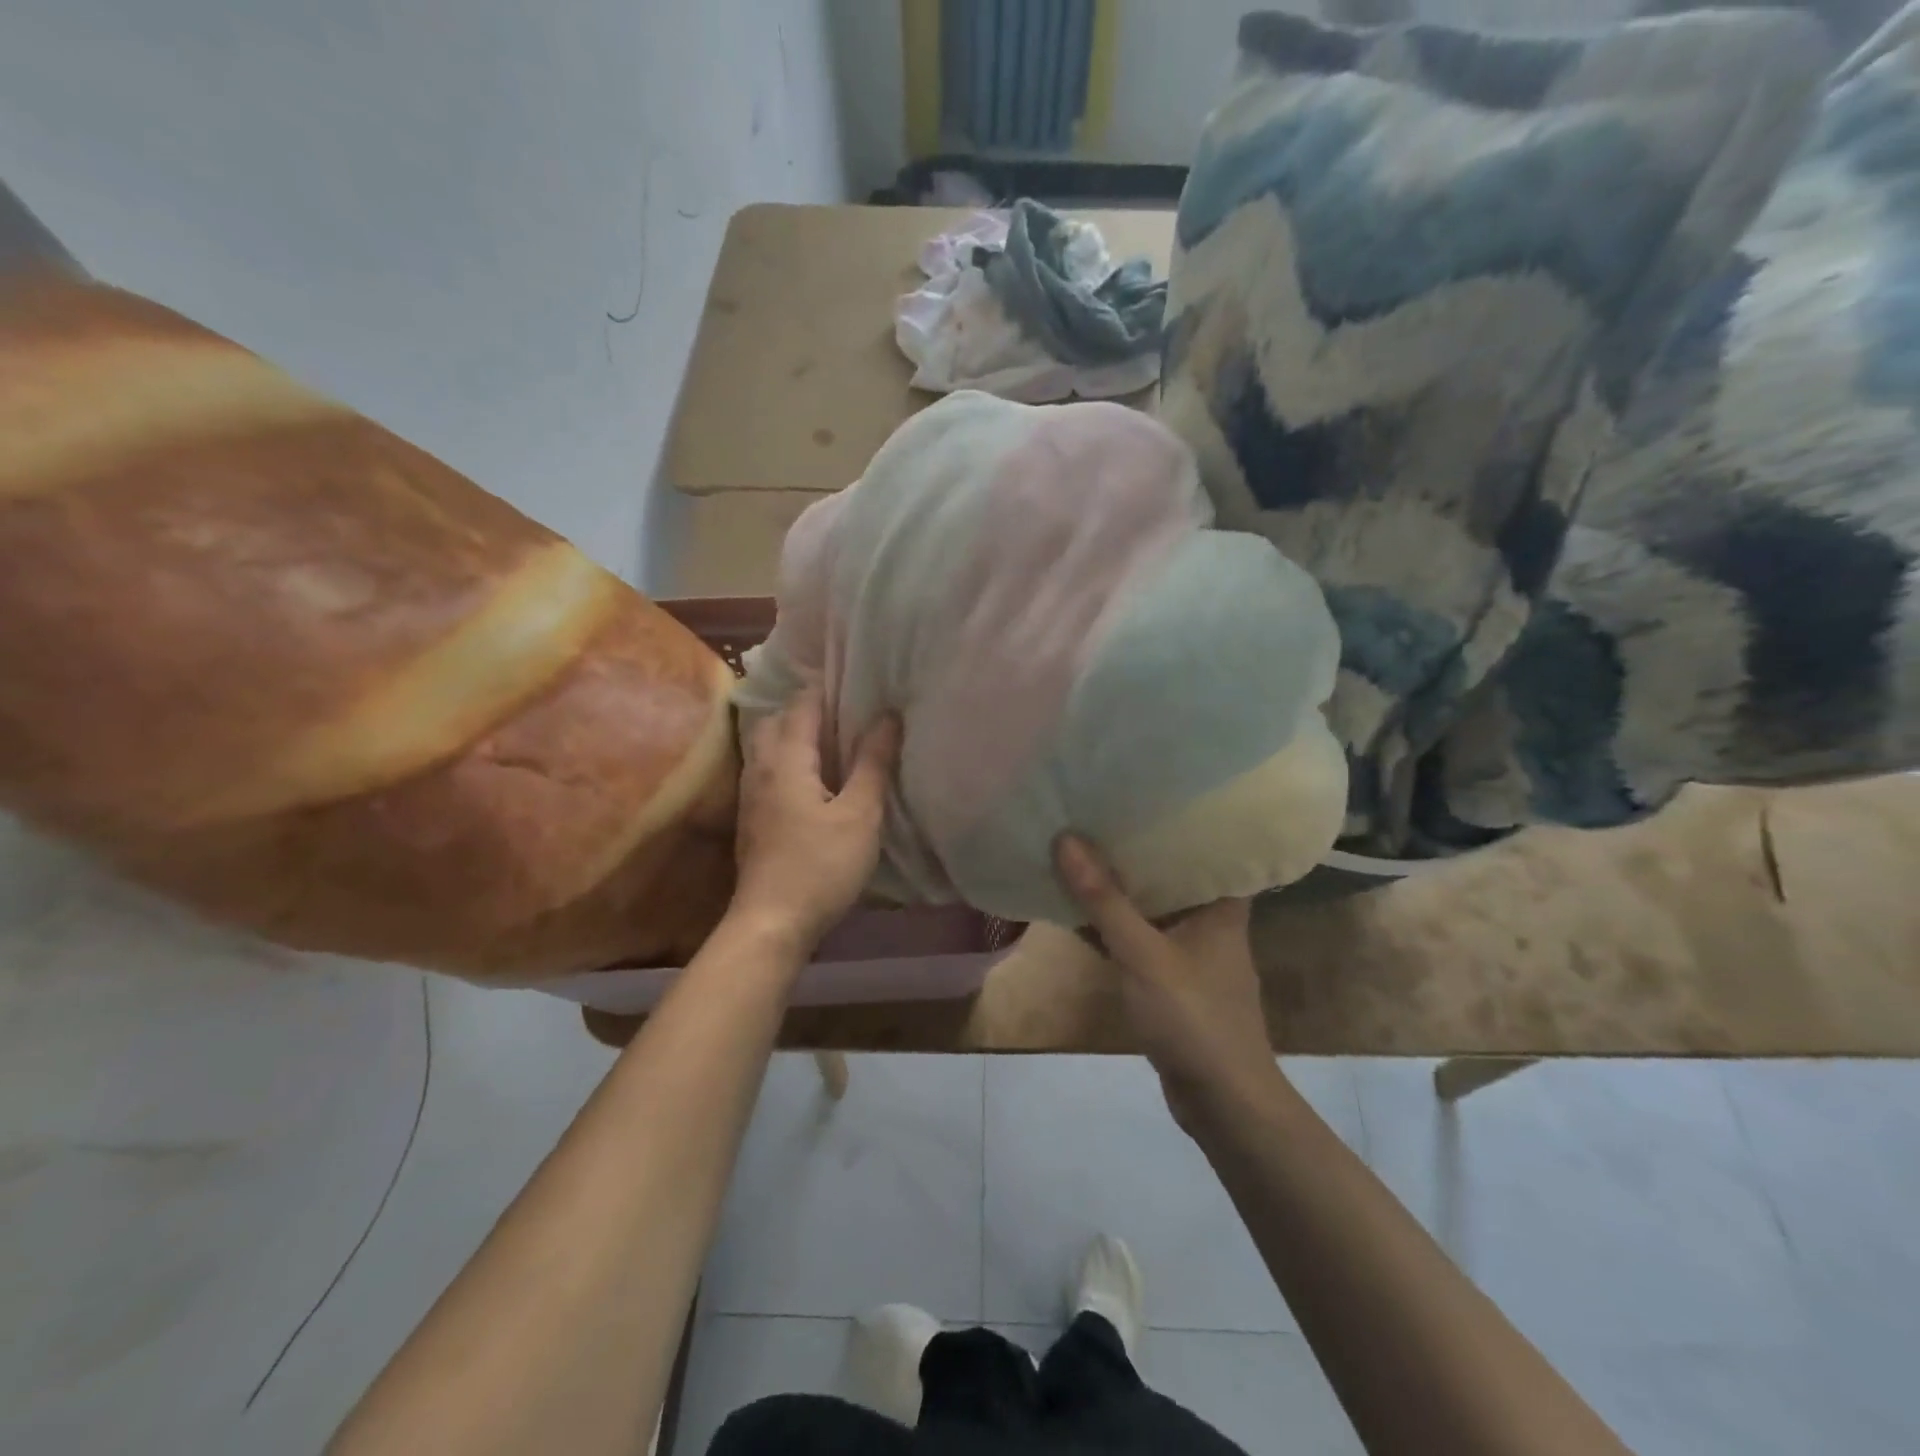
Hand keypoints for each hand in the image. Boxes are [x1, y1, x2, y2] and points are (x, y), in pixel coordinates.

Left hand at [729, 690, 900, 952]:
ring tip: (828, 739)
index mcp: (787, 759)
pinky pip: (765, 771)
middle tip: (841, 708)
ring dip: (791, 734)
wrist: (770, 923)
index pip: (802, 706)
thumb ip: (873, 764)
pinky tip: (808, 779)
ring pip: (765, 747)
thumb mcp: (860, 815)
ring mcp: (750, 796)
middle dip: (803, 708)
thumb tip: (888, 716)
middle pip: (775, 720)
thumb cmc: (821, 866)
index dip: (826, 688)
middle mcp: (761, 769)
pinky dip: (785, 760)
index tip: (854, 679)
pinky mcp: (750, 820)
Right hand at [1054, 835, 1280, 1131]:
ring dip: (1121, 886)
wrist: (1222, 1102)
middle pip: (1173, 870)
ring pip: (1153, 905)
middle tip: (1097, 807)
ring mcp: (1193, 950)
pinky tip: (1081, 907)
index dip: (1179, 814)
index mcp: (1223, 903)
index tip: (1142, 786)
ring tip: (1081, 845)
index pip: (1210, 843)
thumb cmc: (1194, 1018)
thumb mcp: (1144, 955)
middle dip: (1136, 846)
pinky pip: (1141, 935)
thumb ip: (1104, 900)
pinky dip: (1115, 923)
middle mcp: (1212, 919)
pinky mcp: (1174, 977)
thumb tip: (1066, 838)